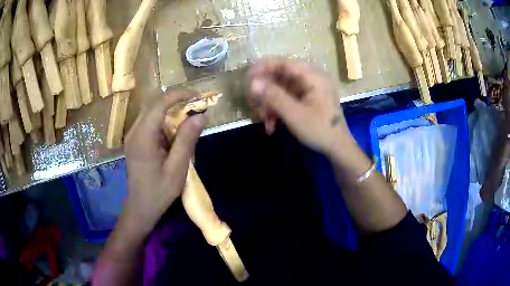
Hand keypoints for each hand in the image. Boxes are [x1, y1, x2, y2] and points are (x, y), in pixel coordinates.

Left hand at [121, 90, 206, 234]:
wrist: (141, 207)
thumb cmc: (159, 191)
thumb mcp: (177, 168)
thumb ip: (187, 140)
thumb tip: (200, 116)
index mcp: (143, 136)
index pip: (161, 103)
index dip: (180, 95)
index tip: (198, 96)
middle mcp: (135, 131)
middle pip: (156, 105)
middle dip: (177, 103)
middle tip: (197, 110)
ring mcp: (133, 135)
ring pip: (153, 113)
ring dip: (172, 113)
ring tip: (188, 123)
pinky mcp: (135, 141)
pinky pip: (151, 123)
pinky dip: (165, 123)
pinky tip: (174, 136)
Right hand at [247, 58, 352, 154]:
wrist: (337, 148)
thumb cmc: (320, 131)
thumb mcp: (295, 115)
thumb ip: (274, 96)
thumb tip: (252, 82)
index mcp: (314, 77)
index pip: (285, 63)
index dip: (264, 67)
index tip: (248, 77)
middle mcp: (312, 78)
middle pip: (281, 75)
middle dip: (265, 91)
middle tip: (252, 103)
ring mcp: (309, 89)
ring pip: (281, 88)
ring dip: (269, 103)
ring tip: (264, 121)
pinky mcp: (306, 98)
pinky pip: (286, 98)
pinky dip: (277, 109)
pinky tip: (271, 125)